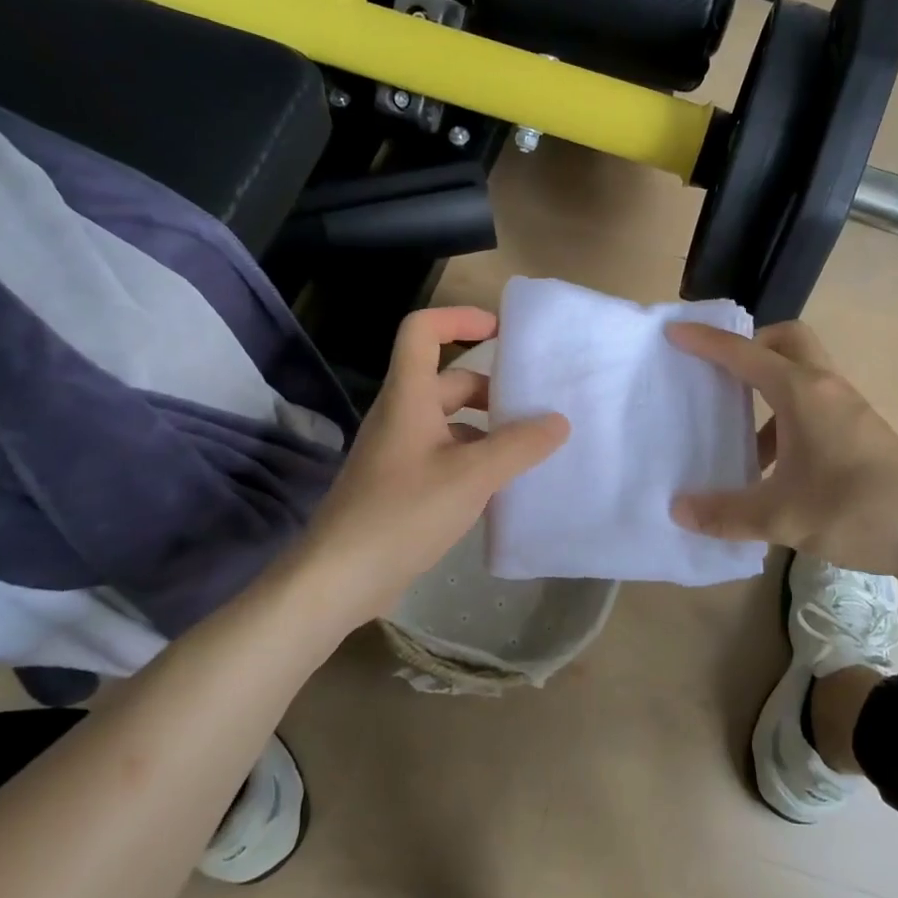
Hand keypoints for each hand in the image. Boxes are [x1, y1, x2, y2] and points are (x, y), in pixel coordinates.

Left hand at [293, 307, 568, 630]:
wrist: (339, 578)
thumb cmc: (402, 513)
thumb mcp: (471, 476)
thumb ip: (519, 445)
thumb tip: (559, 421)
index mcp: (409, 397)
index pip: (422, 330)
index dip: (459, 318)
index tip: (502, 331)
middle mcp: (401, 415)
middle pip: (447, 380)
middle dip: (492, 388)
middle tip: (535, 406)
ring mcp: (398, 451)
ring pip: (449, 422)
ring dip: (487, 428)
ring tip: (529, 448)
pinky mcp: (400, 484)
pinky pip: (444, 454)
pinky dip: (474, 459)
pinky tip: (501, 485)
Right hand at [666, 320, 897, 587]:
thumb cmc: (859, 512)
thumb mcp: (783, 518)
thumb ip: (726, 513)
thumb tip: (677, 510)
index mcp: (802, 393)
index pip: (745, 354)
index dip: (707, 342)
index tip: (675, 334)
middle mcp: (825, 388)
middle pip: (786, 340)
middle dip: (749, 345)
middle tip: (718, 373)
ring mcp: (848, 408)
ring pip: (801, 373)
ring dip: (766, 387)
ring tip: (736, 429)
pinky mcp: (860, 431)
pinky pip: (812, 404)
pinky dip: (785, 418)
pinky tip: (772, 466)